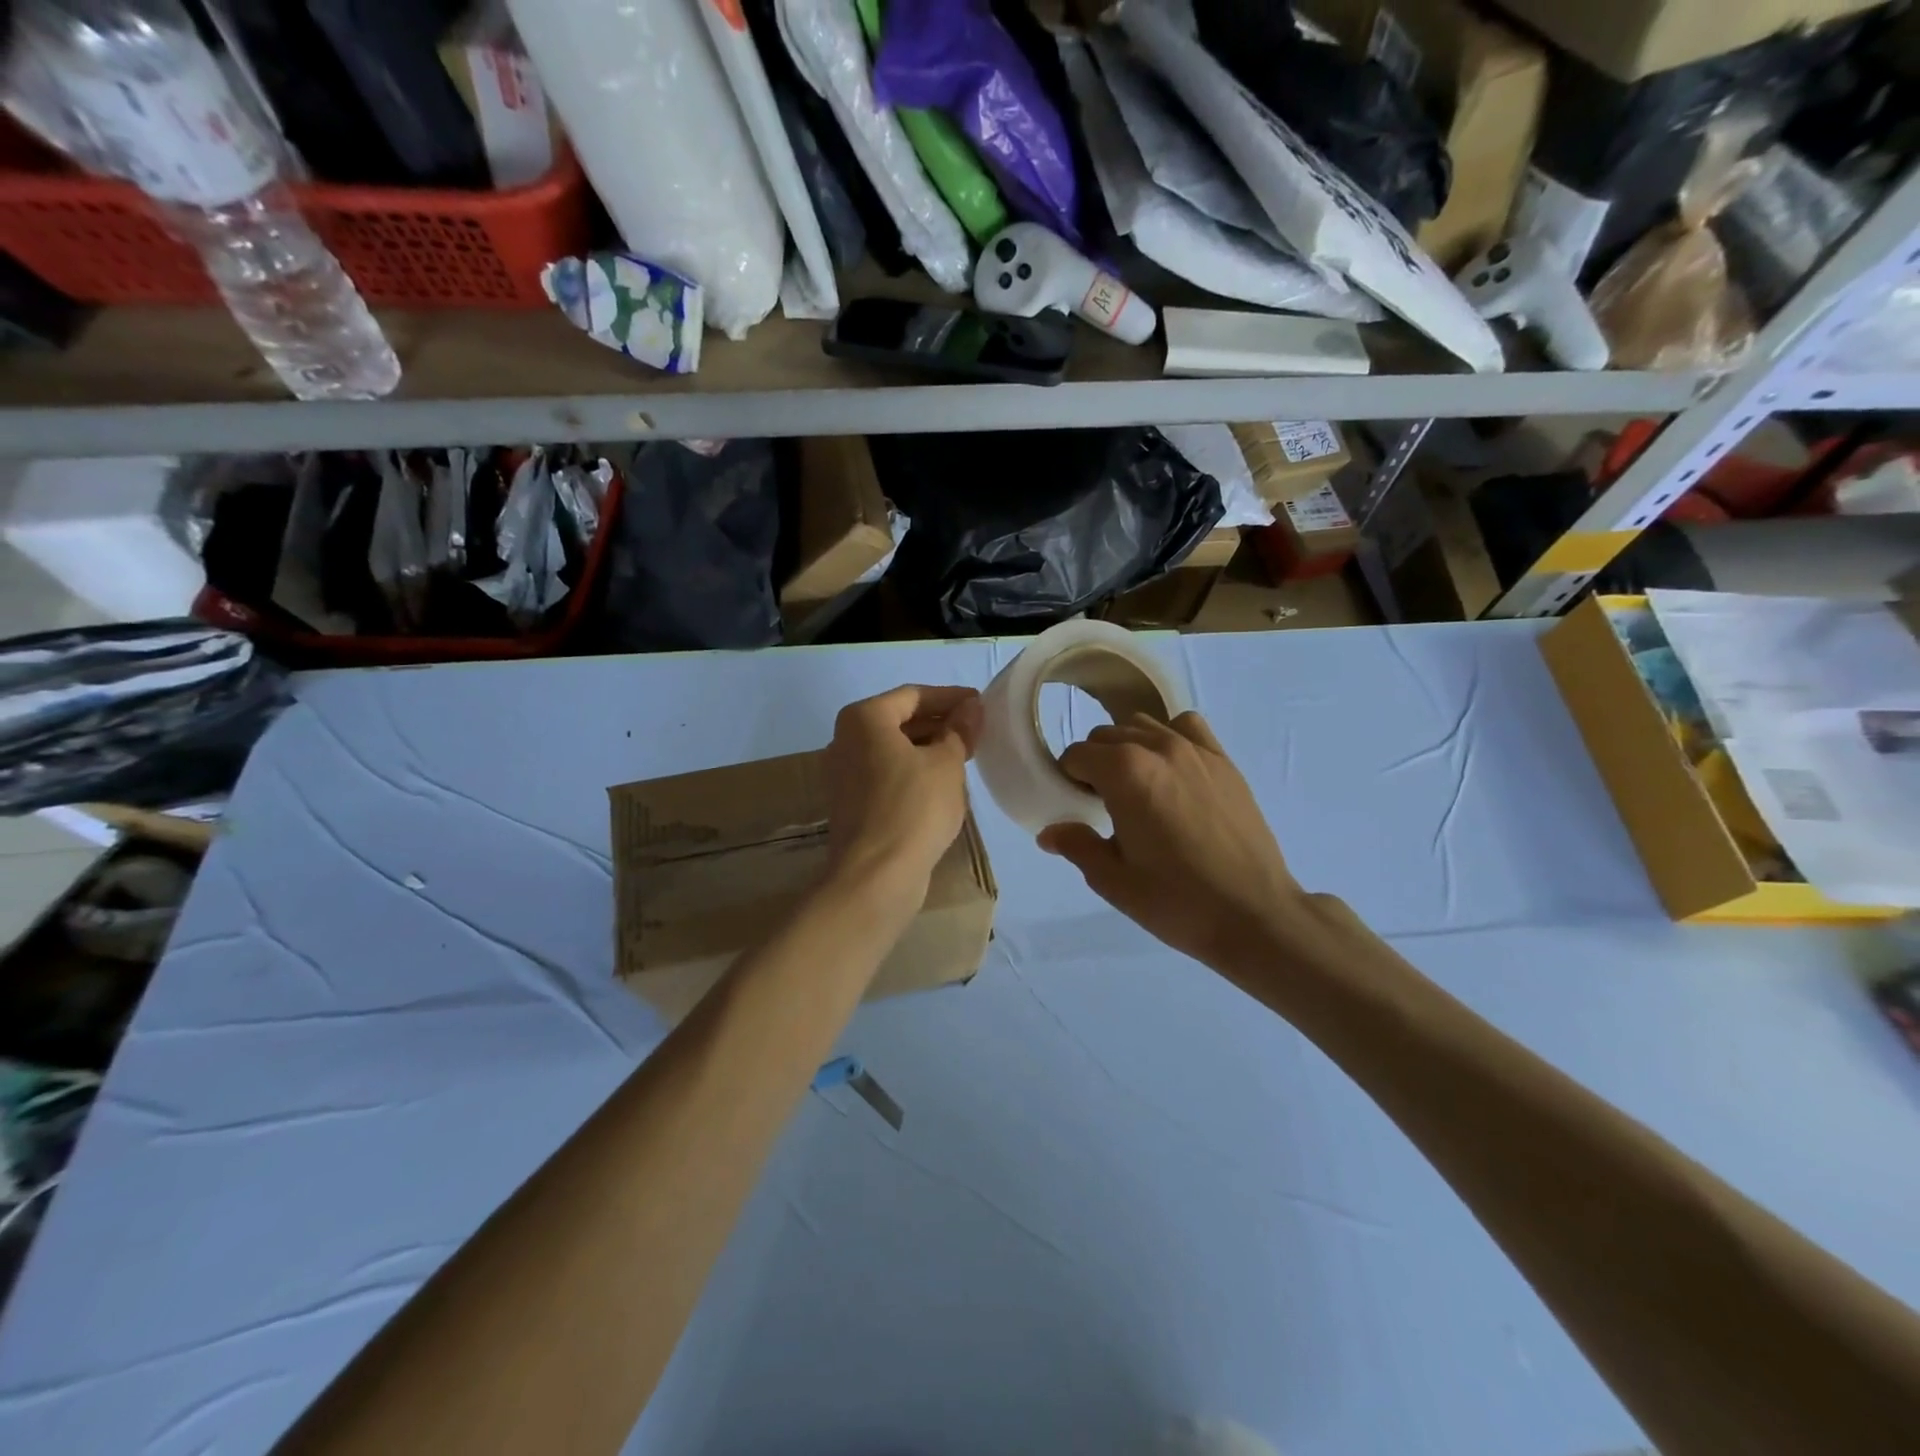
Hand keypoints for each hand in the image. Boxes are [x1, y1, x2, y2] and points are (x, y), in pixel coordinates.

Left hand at [824, 684, 982, 912]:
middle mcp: (845, 740)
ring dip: (928, 748)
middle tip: (976, 730)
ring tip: (965, 755)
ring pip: (893, 749)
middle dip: (939, 722)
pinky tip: (942, 783)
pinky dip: (913, 771)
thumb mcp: (946, 764)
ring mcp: (843, 774)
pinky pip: (886, 774)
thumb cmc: (914, 809)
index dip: (951, 697)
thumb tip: (971, 708)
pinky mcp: (851, 803)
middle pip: (899, 720)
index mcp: (864, 719)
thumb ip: (959, 730)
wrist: (875, 877)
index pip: (913, 695)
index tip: (981, 704)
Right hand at [1039, 712, 1311, 975]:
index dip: (1069, 779)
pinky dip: (1169, 738)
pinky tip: (1172, 772)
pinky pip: (1186, 726)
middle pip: (1107, 735)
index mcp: (1124, 773)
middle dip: (1096, 763)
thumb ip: (1077, 845)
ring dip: (1129, 748)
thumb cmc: (1176, 900)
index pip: (1077, 755)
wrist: (1254, 914)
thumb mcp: (1113, 880)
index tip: (1078, 807)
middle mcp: (1158, 748)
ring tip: (1138, 787)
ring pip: (1144, 726)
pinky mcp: (1224, 761)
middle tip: (1104, 804)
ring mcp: (1196, 750)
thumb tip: (1049, 832)